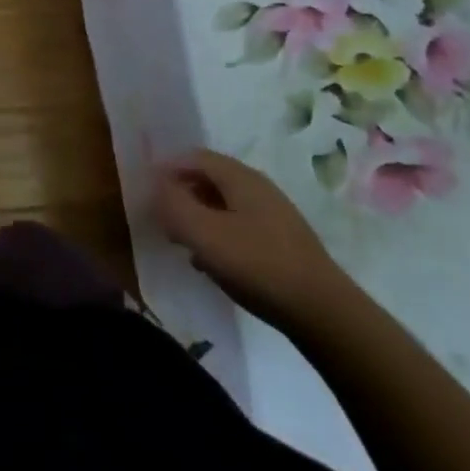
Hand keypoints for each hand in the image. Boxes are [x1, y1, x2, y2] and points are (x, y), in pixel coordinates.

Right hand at [153, 149, 356, 332]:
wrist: (323, 314)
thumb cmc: (257, 265)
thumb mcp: (204, 234)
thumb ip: (172, 205)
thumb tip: (154, 185)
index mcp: (239, 177)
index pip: (193, 157)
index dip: (166, 168)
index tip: (146, 190)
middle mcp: (257, 187)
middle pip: (208, 178)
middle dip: (180, 192)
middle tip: (160, 215)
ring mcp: (273, 215)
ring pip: (223, 204)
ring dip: (197, 215)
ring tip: (180, 239)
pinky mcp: (281, 242)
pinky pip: (238, 225)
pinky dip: (217, 233)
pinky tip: (210, 261)